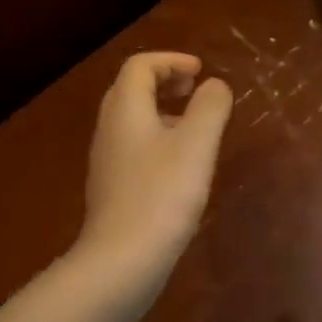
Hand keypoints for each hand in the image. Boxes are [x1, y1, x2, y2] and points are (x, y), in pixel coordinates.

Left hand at [79, 52, 232, 284]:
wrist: (122, 260)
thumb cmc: (162, 195)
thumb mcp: (196, 145)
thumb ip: (209, 107)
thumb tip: (214, 85)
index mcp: (125, 109)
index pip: (140, 66)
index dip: (171, 61)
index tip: (201, 71)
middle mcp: (109, 128)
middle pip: (131, 89)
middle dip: (165, 82)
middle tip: (196, 90)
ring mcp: (107, 159)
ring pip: (132, 119)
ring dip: (162, 111)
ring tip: (194, 125)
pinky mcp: (112, 187)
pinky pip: (133, 146)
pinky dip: (157, 138)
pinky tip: (180, 164)